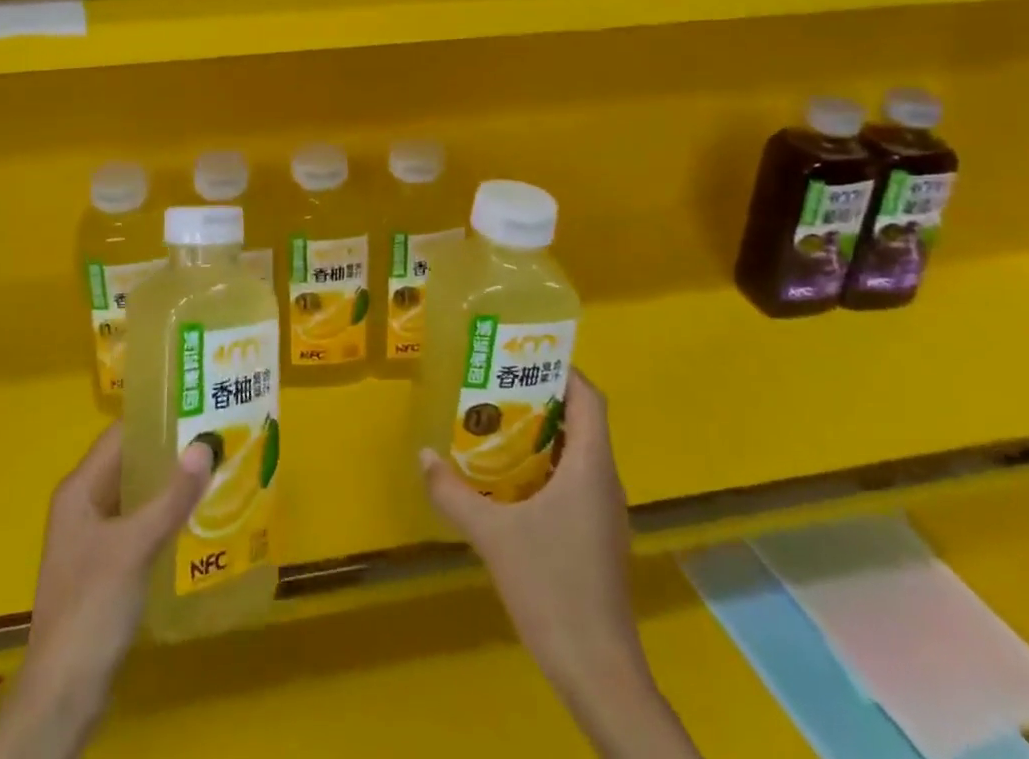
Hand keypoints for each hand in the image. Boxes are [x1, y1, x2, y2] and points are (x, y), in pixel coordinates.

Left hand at [0, 426, 212, 757]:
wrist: (63, 695)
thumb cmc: (92, 608)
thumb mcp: (136, 547)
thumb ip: (172, 496)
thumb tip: (205, 443)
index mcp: (79, 490)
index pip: (119, 435)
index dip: (155, 418)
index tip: (196, 404)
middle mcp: (83, 505)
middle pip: (129, 463)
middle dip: (169, 450)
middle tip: (216, 434)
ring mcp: (93, 538)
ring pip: (136, 495)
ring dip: (169, 484)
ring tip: (215, 468)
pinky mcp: (105, 567)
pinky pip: (138, 525)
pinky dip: (164, 515)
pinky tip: (197, 516)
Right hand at [420, 371, 698, 758]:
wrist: (599, 674)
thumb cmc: (552, 588)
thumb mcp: (492, 536)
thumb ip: (453, 493)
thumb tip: (423, 455)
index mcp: (591, 466)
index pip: (589, 398)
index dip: (563, 370)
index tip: (523, 355)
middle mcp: (604, 481)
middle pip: (582, 421)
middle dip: (541, 398)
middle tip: (495, 386)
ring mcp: (605, 512)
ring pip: (578, 453)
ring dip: (542, 434)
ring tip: (495, 425)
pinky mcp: (598, 537)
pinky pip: (575, 481)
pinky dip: (546, 468)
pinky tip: (511, 483)